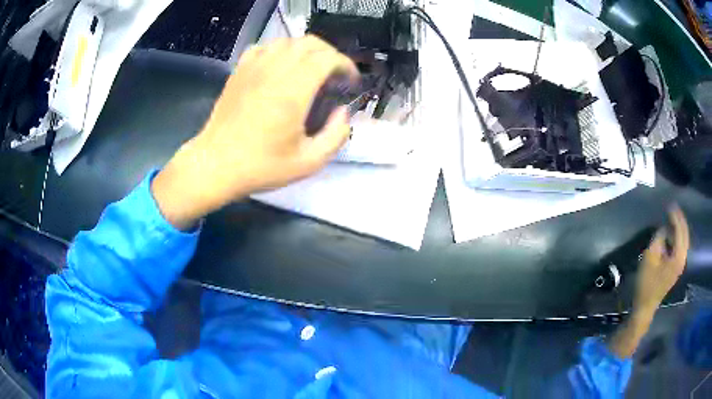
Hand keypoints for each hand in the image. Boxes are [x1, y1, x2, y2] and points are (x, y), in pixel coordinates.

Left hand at [152, 36, 357, 228]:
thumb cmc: (260, 166)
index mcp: (294, 90)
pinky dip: (278, 51)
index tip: (350, 82)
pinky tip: (280, 67)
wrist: (215, 165)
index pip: (328, 58)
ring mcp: (253, 67)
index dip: (345, 65)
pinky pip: (264, 47)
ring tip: (310, 70)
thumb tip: (342, 112)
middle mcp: (274, 70)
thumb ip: (336, 135)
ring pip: (287, 41)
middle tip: (334, 75)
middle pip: (310, 43)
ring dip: (306, 51)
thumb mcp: (308, 162)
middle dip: (330, 54)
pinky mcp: (239, 71)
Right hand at [633, 206, 689, 315]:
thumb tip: (664, 230)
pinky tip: (671, 235)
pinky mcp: (676, 268)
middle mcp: (682, 259)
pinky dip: (677, 238)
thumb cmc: (647, 283)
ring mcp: (680, 265)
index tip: (670, 206)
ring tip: (672, 219)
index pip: (680, 231)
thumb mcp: (650, 257)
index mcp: (678, 257)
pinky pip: (680, 247)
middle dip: (680, 220)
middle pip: (685, 235)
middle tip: (673, 209)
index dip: (676, 217)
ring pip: (683, 241)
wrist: (645, 306)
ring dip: (679, 229)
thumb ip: (659, 239)